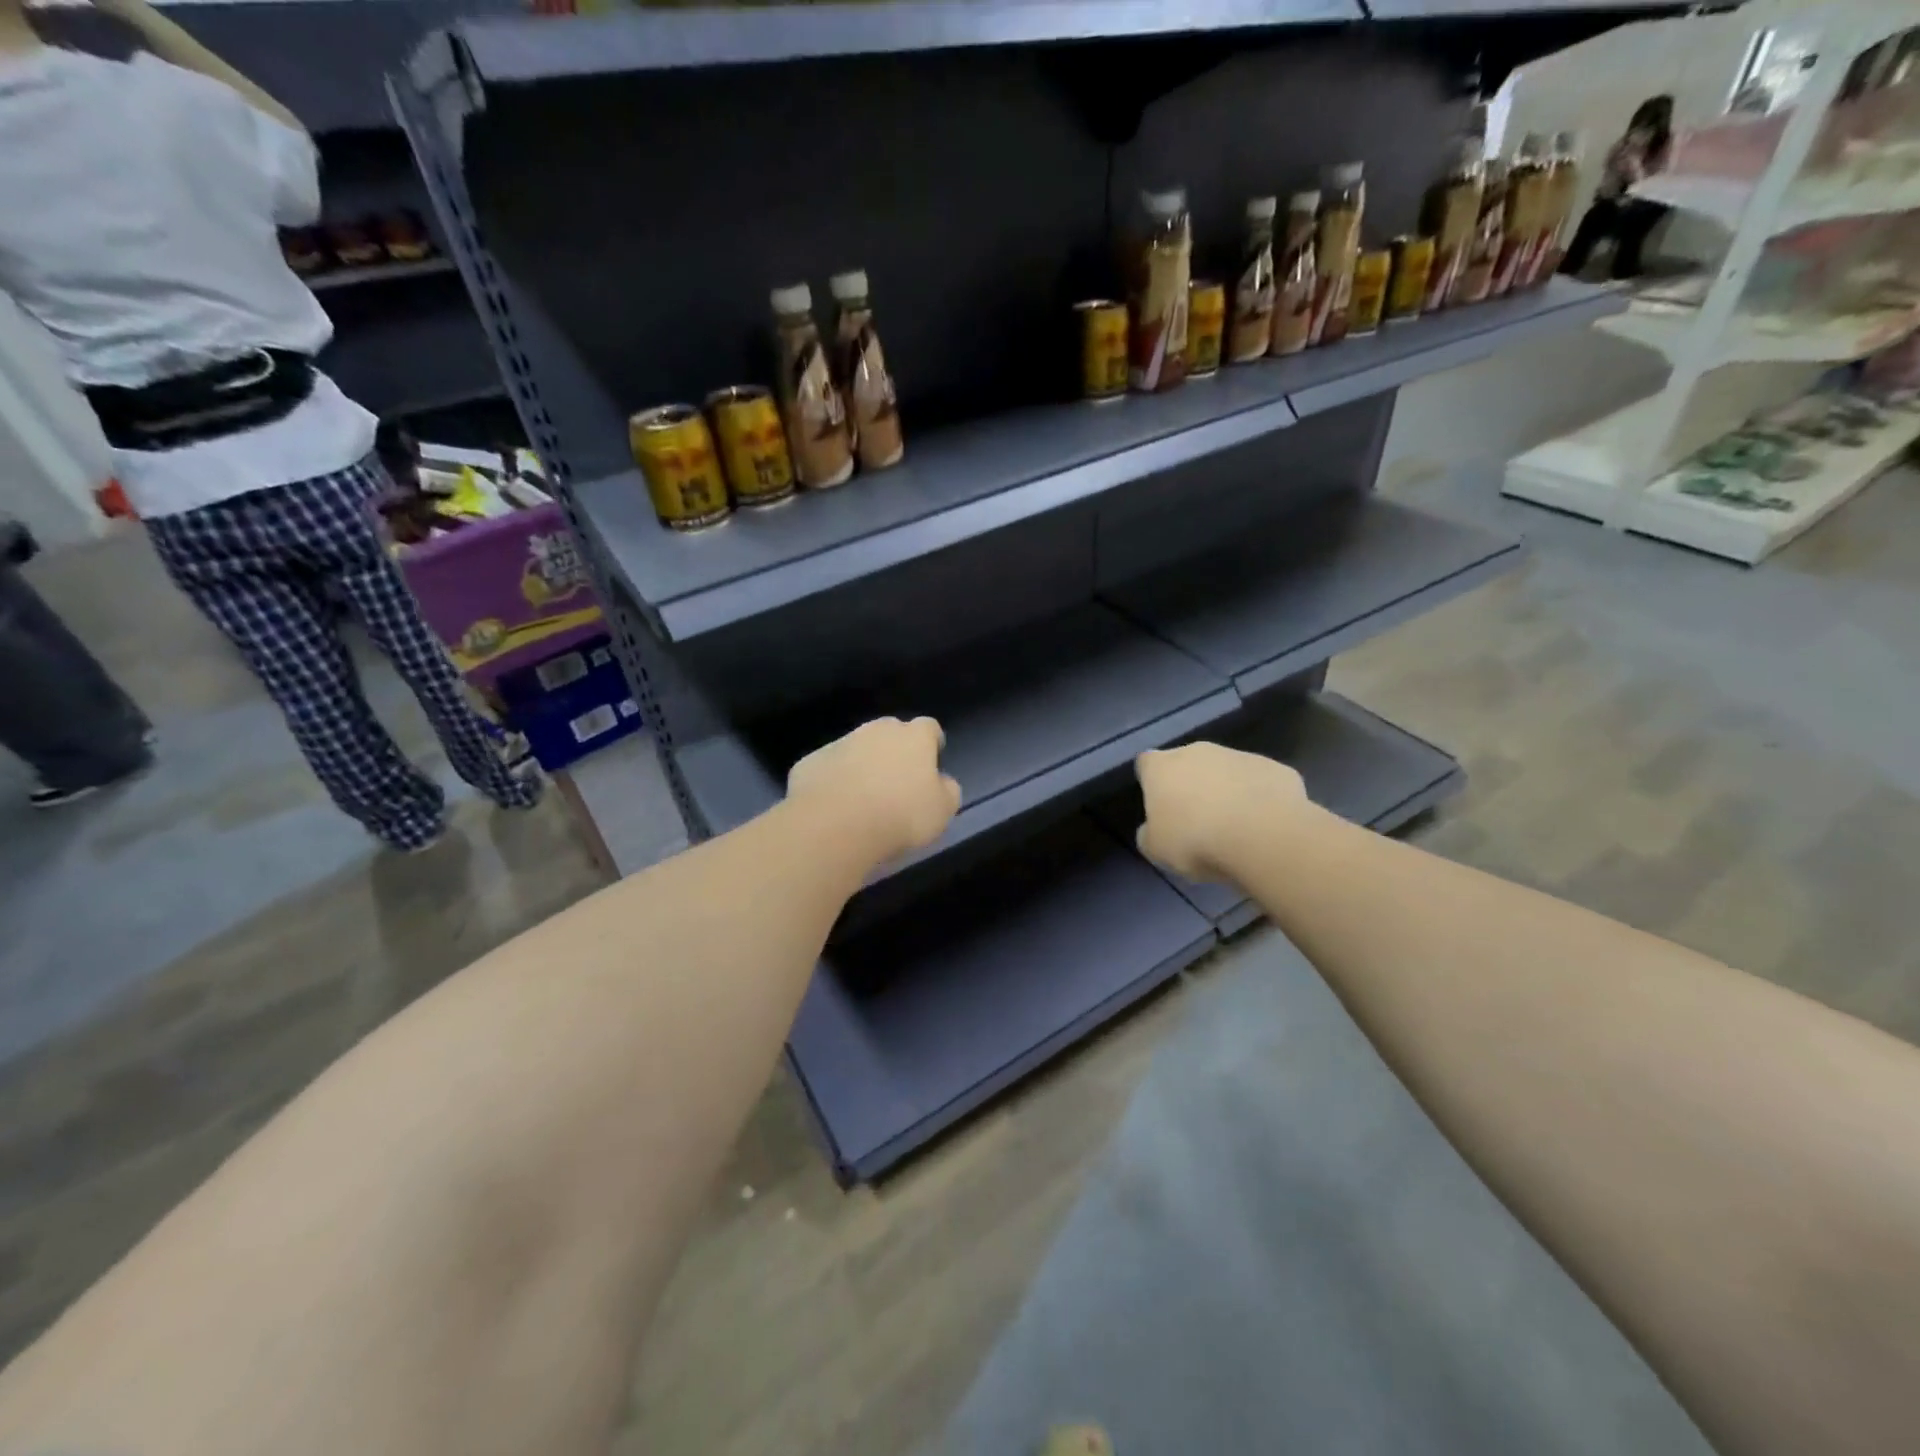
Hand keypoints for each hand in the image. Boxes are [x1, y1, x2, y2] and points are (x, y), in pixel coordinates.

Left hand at [786, 716, 960, 867]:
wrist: (834, 825)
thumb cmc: (900, 815)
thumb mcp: (942, 810)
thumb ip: (947, 790)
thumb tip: (942, 782)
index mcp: (913, 737)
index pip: (929, 727)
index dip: (932, 743)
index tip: (932, 760)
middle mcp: (876, 730)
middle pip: (890, 732)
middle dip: (895, 751)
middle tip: (897, 782)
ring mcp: (840, 743)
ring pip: (857, 748)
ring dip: (863, 765)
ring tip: (864, 798)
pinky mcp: (811, 762)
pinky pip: (829, 768)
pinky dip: (834, 781)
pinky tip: (835, 807)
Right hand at [1135, 742, 1307, 882]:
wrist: (1265, 837)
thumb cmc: (1196, 840)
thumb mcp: (1157, 850)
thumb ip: (1149, 834)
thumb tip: (1152, 829)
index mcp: (1162, 767)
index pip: (1146, 763)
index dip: (1151, 782)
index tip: (1158, 806)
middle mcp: (1197, 751)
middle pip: (1187, 763)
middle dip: (1190, 785)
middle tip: (1196, 820)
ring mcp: (1239, 755)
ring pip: (1226, 771)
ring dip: (1226, 791)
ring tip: (1235, 827)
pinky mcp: (1275, 768)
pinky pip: (1259, 782)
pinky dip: (1259, 798)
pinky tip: (1263, 825)